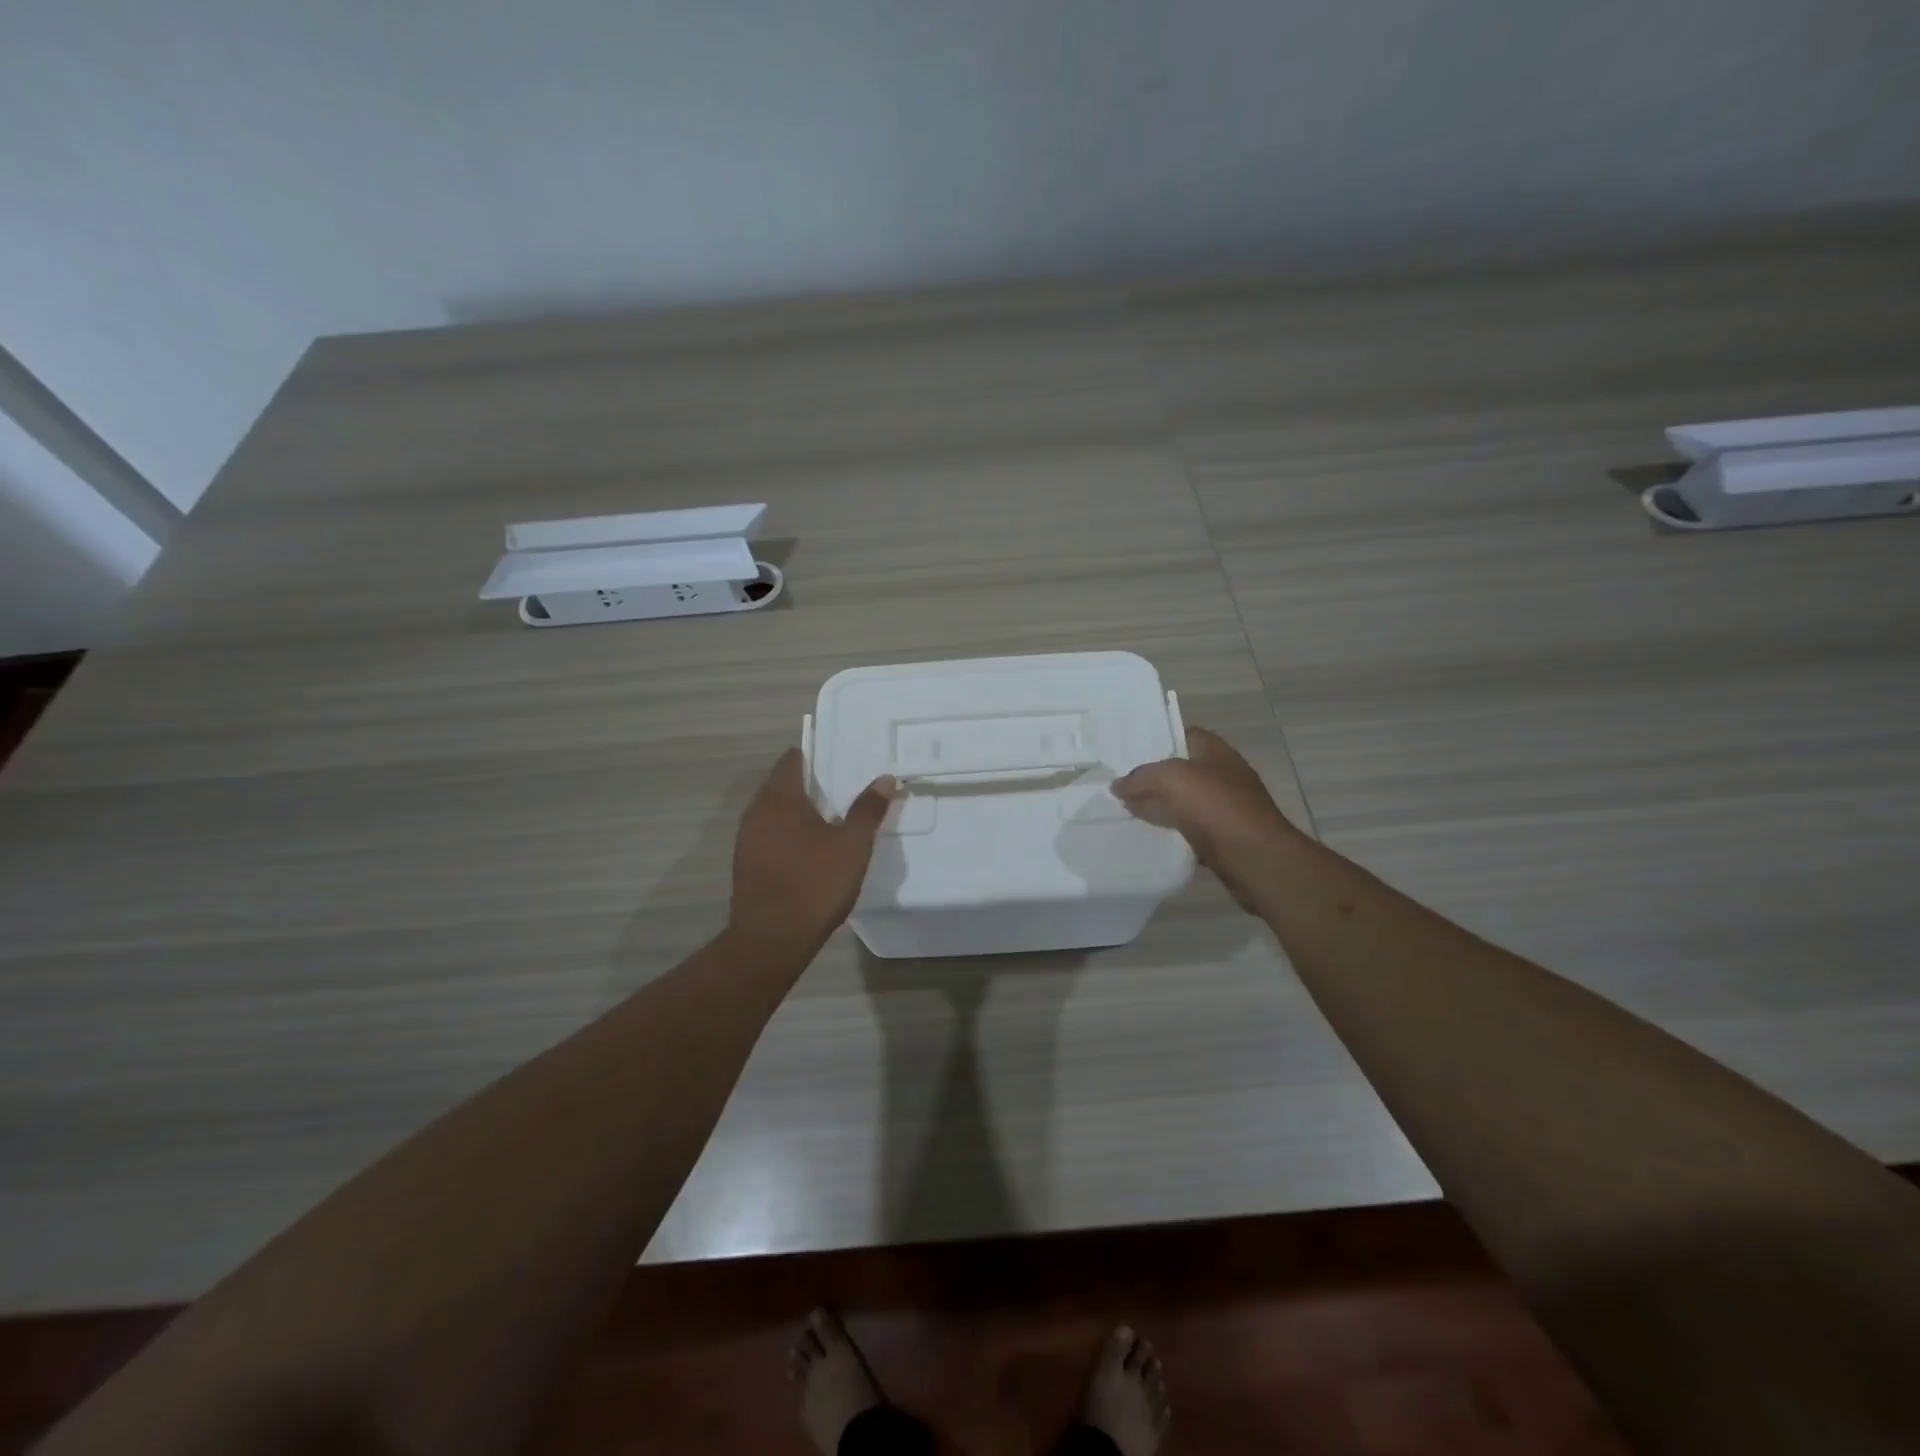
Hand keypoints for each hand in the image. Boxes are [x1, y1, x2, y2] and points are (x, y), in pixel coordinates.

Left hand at [729, 749, 897, 951]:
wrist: (771, 940)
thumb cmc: (815, 884)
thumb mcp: (852, 845)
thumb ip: (868, 809)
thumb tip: (884, 778)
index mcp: (781, 798)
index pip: (792, 760)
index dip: (814, 756)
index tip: (838, 761)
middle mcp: (757, 811)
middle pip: (781, 784)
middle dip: (809, 784)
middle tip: (842, 790)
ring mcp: (746, 838)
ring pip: (773, 811)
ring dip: (797, 811)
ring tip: (829, 819)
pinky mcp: (745, 863)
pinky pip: (768, 834)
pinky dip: (787, 833)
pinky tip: (809, 850)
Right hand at [1113, 727, 1301, 909]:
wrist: (1254, 857)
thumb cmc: (1215, 805)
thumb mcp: (1170, 779)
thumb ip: (1140, 777)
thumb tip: (1118, 785)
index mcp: (1215, 751)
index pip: (1185, 735)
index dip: (1159, 740)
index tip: (1131, 752)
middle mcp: (1223, 775)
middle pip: (1182, 770)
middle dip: (1154, 777)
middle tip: (1121, 784)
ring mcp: (1225, 807)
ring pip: (1184, 801)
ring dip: (1161, 806)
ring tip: (1126, 809)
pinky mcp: (1223, 836)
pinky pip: (1190, 828)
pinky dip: (1172, 831)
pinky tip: (1150, 835)